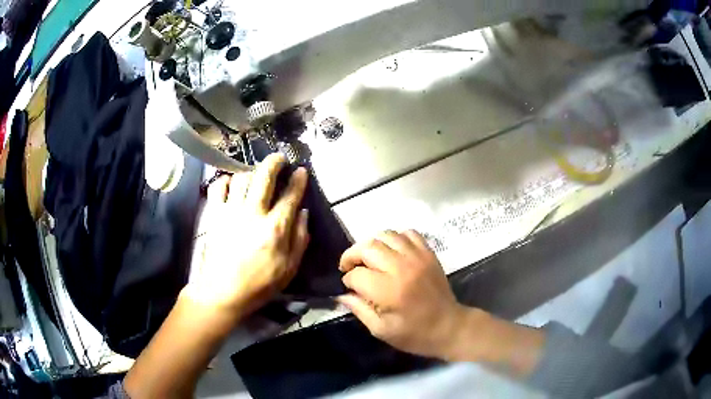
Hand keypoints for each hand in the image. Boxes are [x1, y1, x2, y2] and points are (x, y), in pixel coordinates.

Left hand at [184, 153, 309, 317]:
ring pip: (241, 177)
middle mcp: (253, 213)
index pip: (290, 195)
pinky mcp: (214, 214)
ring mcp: (230, 211)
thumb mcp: (289, 268)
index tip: (301, 170)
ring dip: (251, 172)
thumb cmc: (260, 284)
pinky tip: (231, 185)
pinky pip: (218, 186)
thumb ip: (300, 238)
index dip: (298, 180)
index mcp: (275, 228)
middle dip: (274, 162)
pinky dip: (226, 180)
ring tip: (255, 175)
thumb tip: (303, 213)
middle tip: (279, 158)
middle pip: (264, 176)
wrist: (223, 292)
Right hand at [338, 230, 468, 359]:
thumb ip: (359, 309)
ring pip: (386, 235)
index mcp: (389, 291)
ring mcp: (417, 257)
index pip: (357, 275)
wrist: (449, 327)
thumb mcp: (381, 330)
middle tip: (349, 267)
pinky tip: (392, 252)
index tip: (349, 287)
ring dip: (372, 244)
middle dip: (352, 256)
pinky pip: (408, 233)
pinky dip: (396, 238)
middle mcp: (402, 268)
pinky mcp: (428, 253)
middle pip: (368, 247)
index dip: (348, 280)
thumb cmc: (414, 334)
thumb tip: (342, 294)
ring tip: (369, 258)